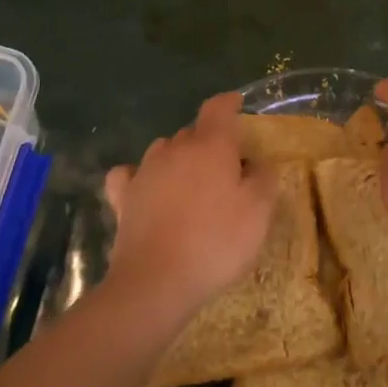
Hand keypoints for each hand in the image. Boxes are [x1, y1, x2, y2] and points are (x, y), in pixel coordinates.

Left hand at [103, 92, 277, 322]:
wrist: (155, 283)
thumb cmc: (214, 243)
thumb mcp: (258, 213)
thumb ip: (264, 179)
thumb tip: (259, 163)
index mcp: (210, 145)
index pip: (218, 107)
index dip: (229, 103)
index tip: (238, 104)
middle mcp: (175, 148)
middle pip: (194, 131)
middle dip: (210, 141)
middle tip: (225, 167)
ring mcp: (145, 171)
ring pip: (165, 150)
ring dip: (179, 158)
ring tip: (191, 183)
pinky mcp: (123, 198)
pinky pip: (130, 174)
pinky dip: (140, 177)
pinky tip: (146, 189)